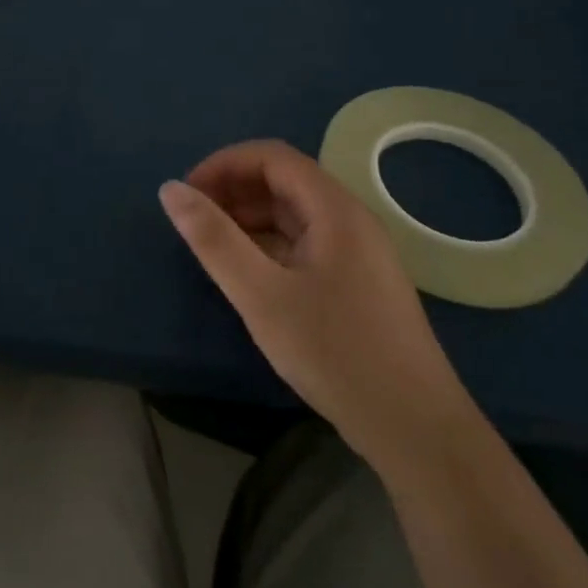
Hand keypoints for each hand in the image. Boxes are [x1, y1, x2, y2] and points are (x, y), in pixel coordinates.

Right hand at [160, 141, 472, 466]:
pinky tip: (248, 275)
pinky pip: (305, 244)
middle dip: (233, 191)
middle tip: (193, 224)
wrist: (417, 431)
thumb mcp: (261, 296)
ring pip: (294, 215)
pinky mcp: (357, 283)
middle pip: (283, 181)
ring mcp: (358, 253)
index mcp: (334, 209)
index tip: (187, 195)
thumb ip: (214, 239)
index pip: (271, 156)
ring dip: (249, 219)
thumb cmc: (335, 353)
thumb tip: (170, 189)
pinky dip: (269, 246)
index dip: (223, 165)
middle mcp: (350, 219)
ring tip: (212, 248)